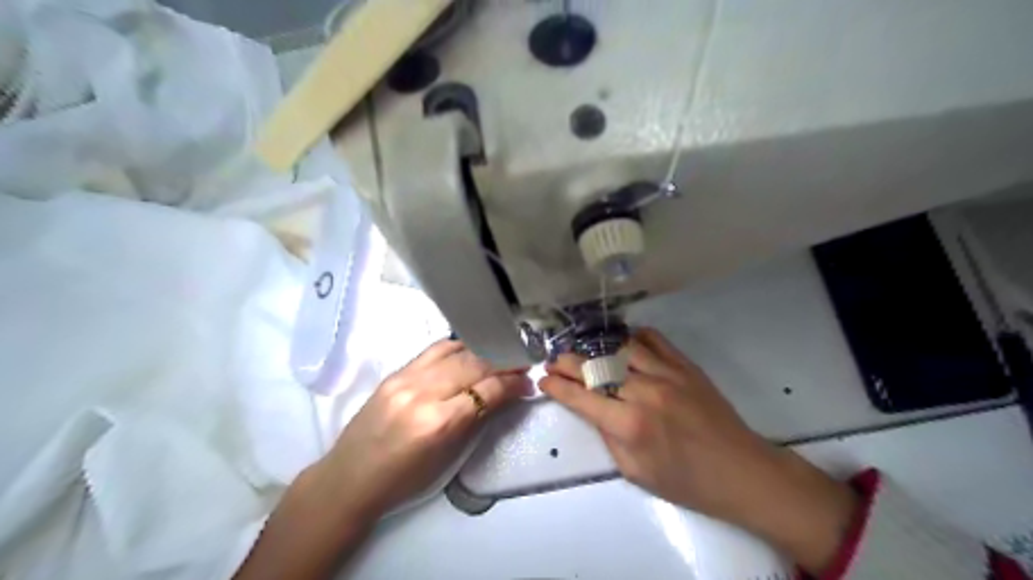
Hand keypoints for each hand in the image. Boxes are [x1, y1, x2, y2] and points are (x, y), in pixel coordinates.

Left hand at [318, 338, 527, 518]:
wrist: (349, 479)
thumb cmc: (403, 481)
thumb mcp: (448, 458)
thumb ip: (477, 421)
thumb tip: (505, 395)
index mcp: (439, 423)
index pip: (487, 390)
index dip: (513, 383)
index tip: (528, 381)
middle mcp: (423, 393)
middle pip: (474, 365)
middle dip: (504, 361)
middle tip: (522, 363)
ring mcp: (405, 379)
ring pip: (456, 352)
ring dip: (483, 350)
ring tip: (500, 353)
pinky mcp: (395, 372)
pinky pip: (434, 350)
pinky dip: (457, 347)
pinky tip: (470, 349)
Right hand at [542, 326, 855, 575]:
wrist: (740, 471)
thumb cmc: (686, 481)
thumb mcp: (636, 472)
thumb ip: (608, 437)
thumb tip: (592, 409)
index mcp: (629, 425)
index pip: (581, 398)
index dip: (557, 387)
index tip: (543, 379)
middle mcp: (644, 392)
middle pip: (595, 368)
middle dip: (568, 363)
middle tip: (553, 360)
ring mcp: (666, 373)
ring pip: (620, 347)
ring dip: (595, 347)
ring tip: (582, 349)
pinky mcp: (685, 365)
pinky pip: (654, 339)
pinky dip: (632, 336)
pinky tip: (621, 340)